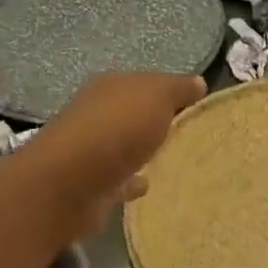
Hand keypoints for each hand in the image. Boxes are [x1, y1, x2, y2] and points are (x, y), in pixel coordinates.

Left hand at [31, 71, 207, 239]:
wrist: (68, 184)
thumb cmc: (116, 129)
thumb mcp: (157, 96)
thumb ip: (178, 88)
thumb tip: (199, 82)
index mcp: (110, 85)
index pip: (144, 81)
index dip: (167, 89)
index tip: (193, 102)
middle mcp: (94, 112)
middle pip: (130, 111)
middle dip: (151, 118)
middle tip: (184, 129)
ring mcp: (87, 149)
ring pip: (121, 144)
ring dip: (139, 149)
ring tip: (169, 158)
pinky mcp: (87, 184)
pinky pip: (116, 177)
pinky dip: (130, 179)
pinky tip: (146, 185)